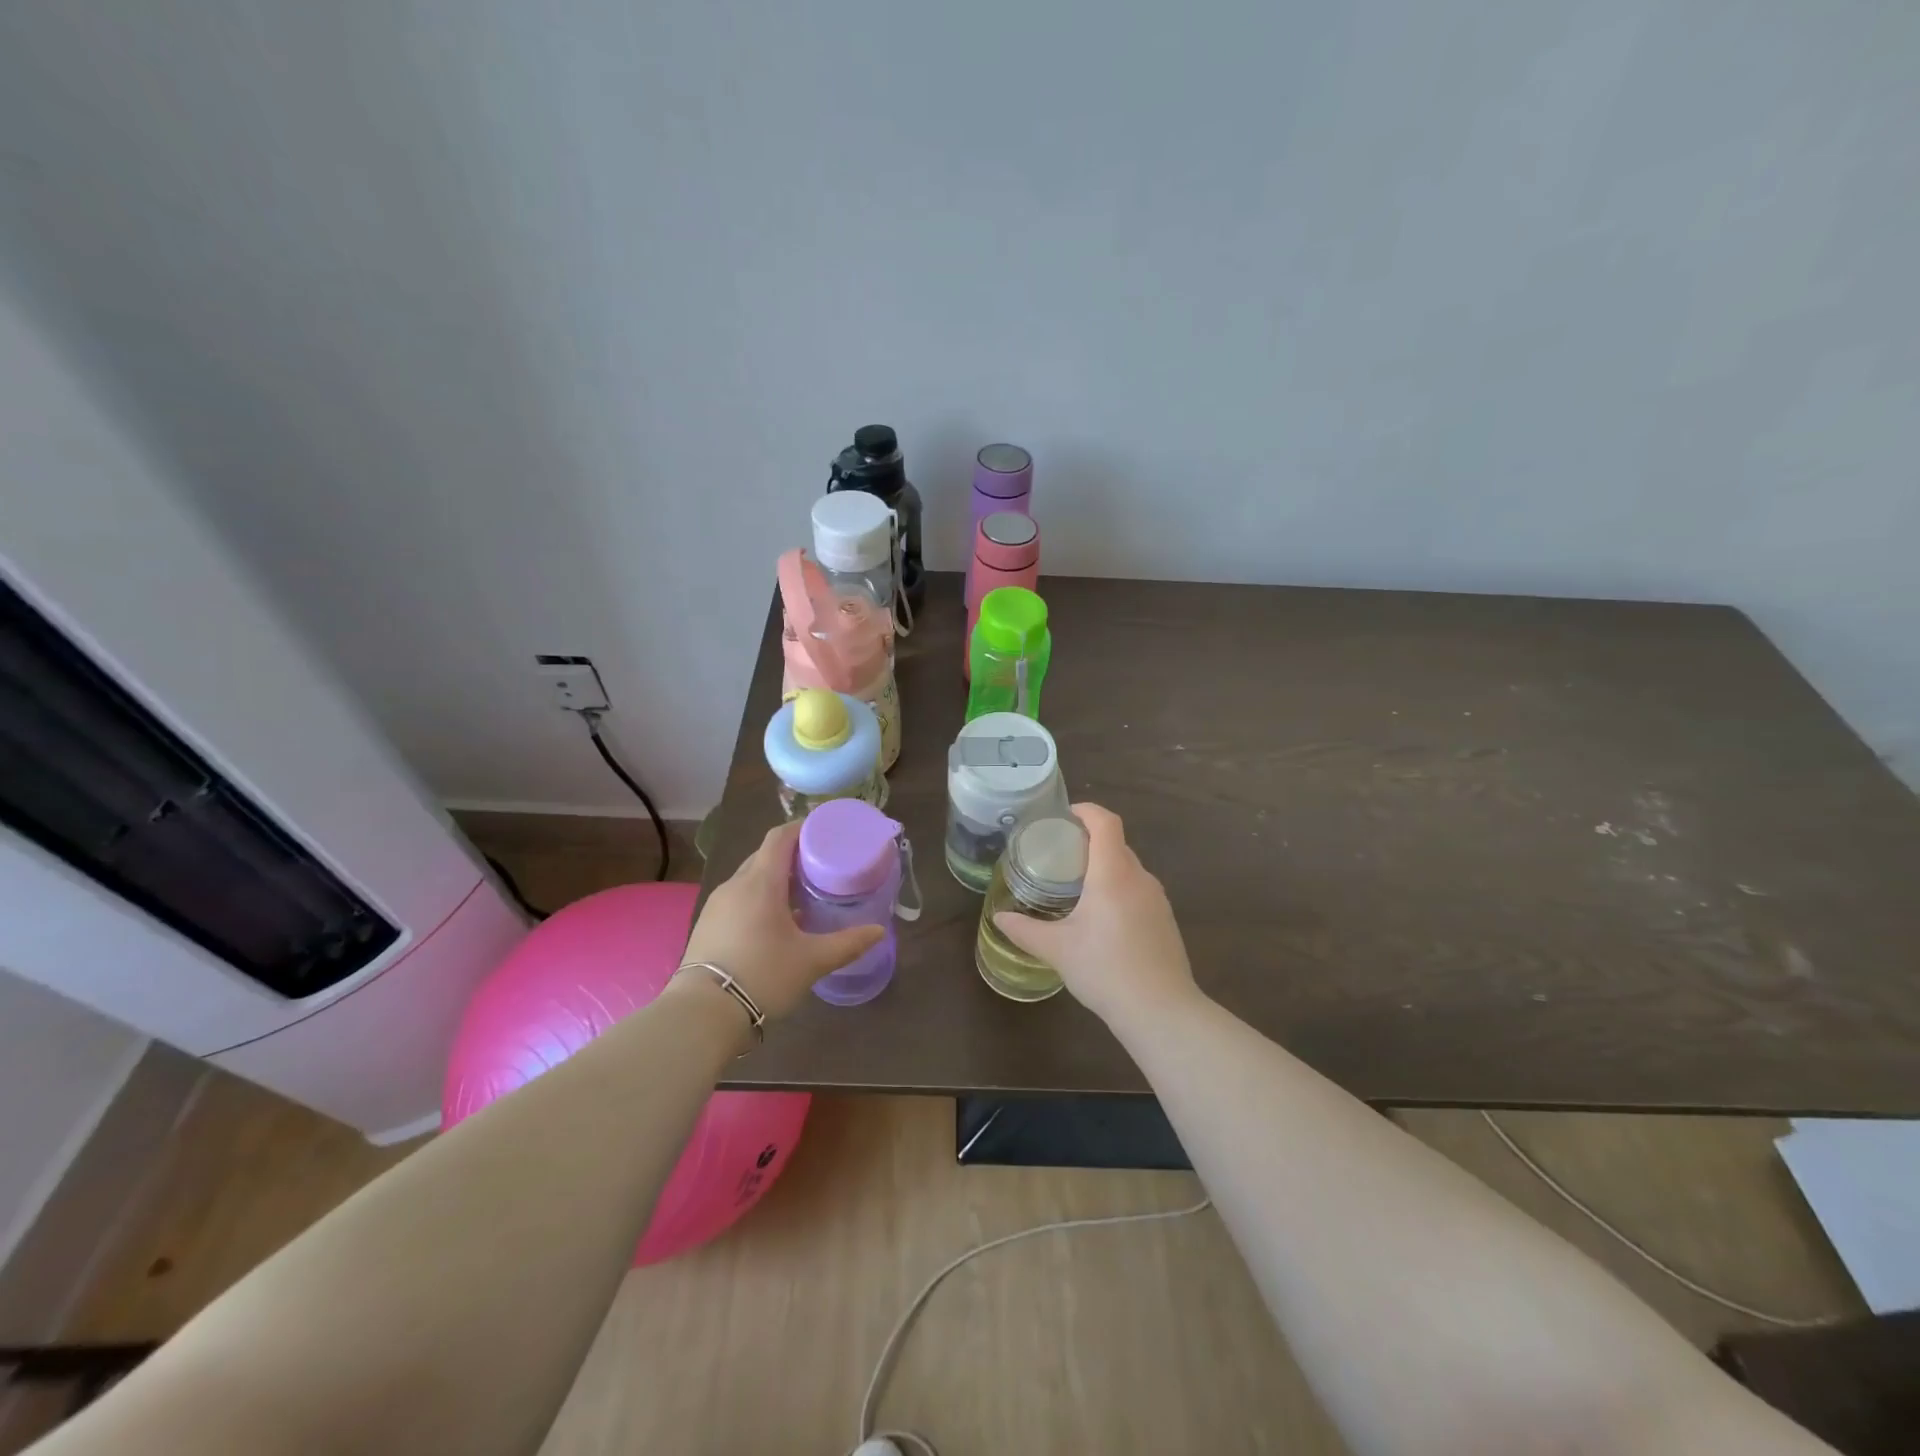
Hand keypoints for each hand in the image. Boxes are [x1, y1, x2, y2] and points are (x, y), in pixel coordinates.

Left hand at [677, 820, 884, 1020]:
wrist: (703, 1014)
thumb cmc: (763, 976)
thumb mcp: (812, 961)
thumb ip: (848, 943)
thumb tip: (879, 932)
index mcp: (761, 882)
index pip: (779, 837)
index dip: (802, 828)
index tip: (825, 832)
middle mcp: (735, 885)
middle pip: (765, 856)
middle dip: (792, 856)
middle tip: (821, 867)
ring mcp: (717, 905)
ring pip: (750, 878)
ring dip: (775, 879)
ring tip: (802, 896)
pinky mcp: (707, 925)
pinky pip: (738, 898)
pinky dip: (759, 898)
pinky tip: (775, 923)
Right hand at [993, 803, 1199, 1028]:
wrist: (1162, 1012)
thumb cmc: (1105, 970)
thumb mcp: (1057, 950)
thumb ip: (1025, 930)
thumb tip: (999, 918)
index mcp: (1113, 874)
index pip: (1106, 822)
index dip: (1086, 811)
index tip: (1064, 817)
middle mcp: (1139, 878)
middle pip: (1116, 843)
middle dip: (1088, 841)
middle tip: (1058, 855)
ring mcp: (1157, 899)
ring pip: (1128, 868)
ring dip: (1104, 867)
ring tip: (1076, 885)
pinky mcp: (1165, 920)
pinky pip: (1138, 889)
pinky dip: (1118, 888)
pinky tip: (1102, 918)